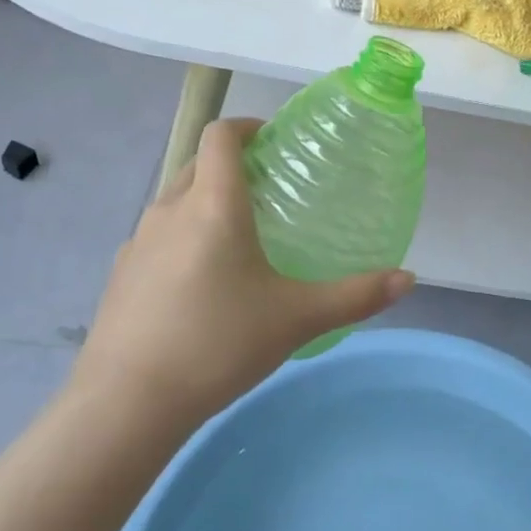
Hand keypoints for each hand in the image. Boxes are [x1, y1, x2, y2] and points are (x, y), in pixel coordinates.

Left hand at [70, 119, 414, 425]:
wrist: (125, 405)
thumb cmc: (217, 344)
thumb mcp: (297, 319)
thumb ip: (355, 296)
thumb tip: (409, 279)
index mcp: (213, 204)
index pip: (220, 134)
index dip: (245, 125)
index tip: (273, 141)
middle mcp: (171, 209)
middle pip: (199, 162)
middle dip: (231, 163)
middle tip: (269, 189)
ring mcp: (138, 240)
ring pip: (176, 198)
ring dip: (205, 199)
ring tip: (238, 236)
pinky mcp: (120, 272)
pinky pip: (157, 235)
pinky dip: (181, 236)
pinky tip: (200, 283)